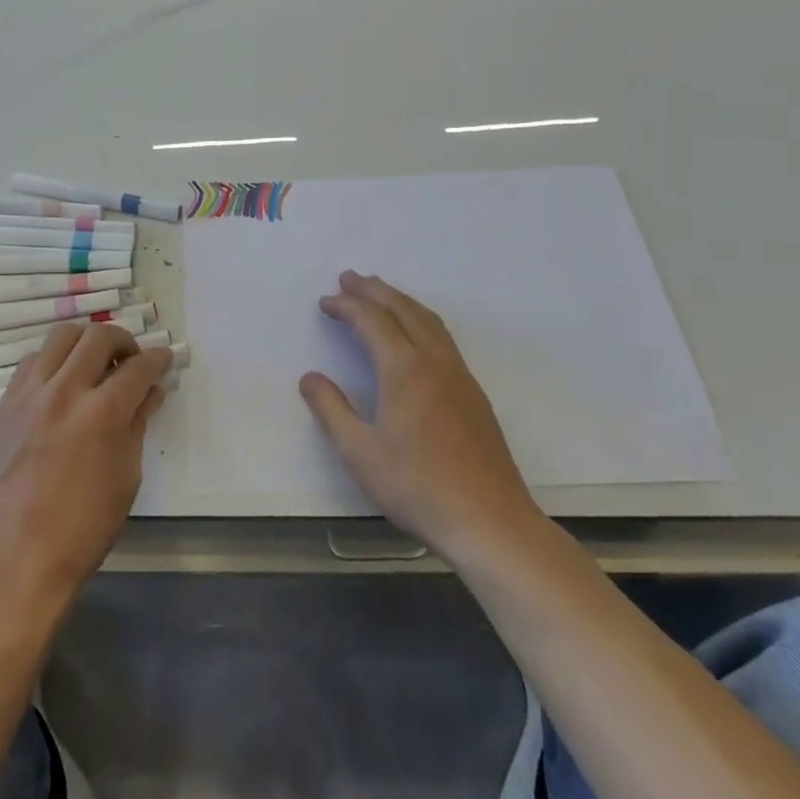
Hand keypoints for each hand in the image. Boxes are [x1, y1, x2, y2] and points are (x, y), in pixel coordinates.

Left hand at [0, 323, 173, 603]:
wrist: (21, 553)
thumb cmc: (85, 524)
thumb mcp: (126, 475)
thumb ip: (138, 423)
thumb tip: (151, 392)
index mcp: (102, 413)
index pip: (138, 367)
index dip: (158, 359)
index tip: (164, 359)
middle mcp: (65, 391)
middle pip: (98, 336)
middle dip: (124, 340)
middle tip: (131, 360)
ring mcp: (30, 394)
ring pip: (61, 337)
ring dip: (86, 342)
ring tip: (95, 363)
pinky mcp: (6, 403)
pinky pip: (32, 361)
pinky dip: (53, 360)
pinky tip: (62, 381)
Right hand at [300, 271, 544, 558]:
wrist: (490, 521)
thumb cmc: (417, 486)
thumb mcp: (359, 452)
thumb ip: (331, 409)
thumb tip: (310, 378)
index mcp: (405, 370)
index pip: (372, 321)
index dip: (347, 306)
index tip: (325, 301)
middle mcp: (435, 362)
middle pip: (404, 310)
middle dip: (375, 290)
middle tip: (350, 277)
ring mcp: (460, 376)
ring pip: (429, 321)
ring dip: (401, 301)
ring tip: (380, 294)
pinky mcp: (474, 394)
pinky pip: (443, 338)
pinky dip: (420, 320)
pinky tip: (415, 335)